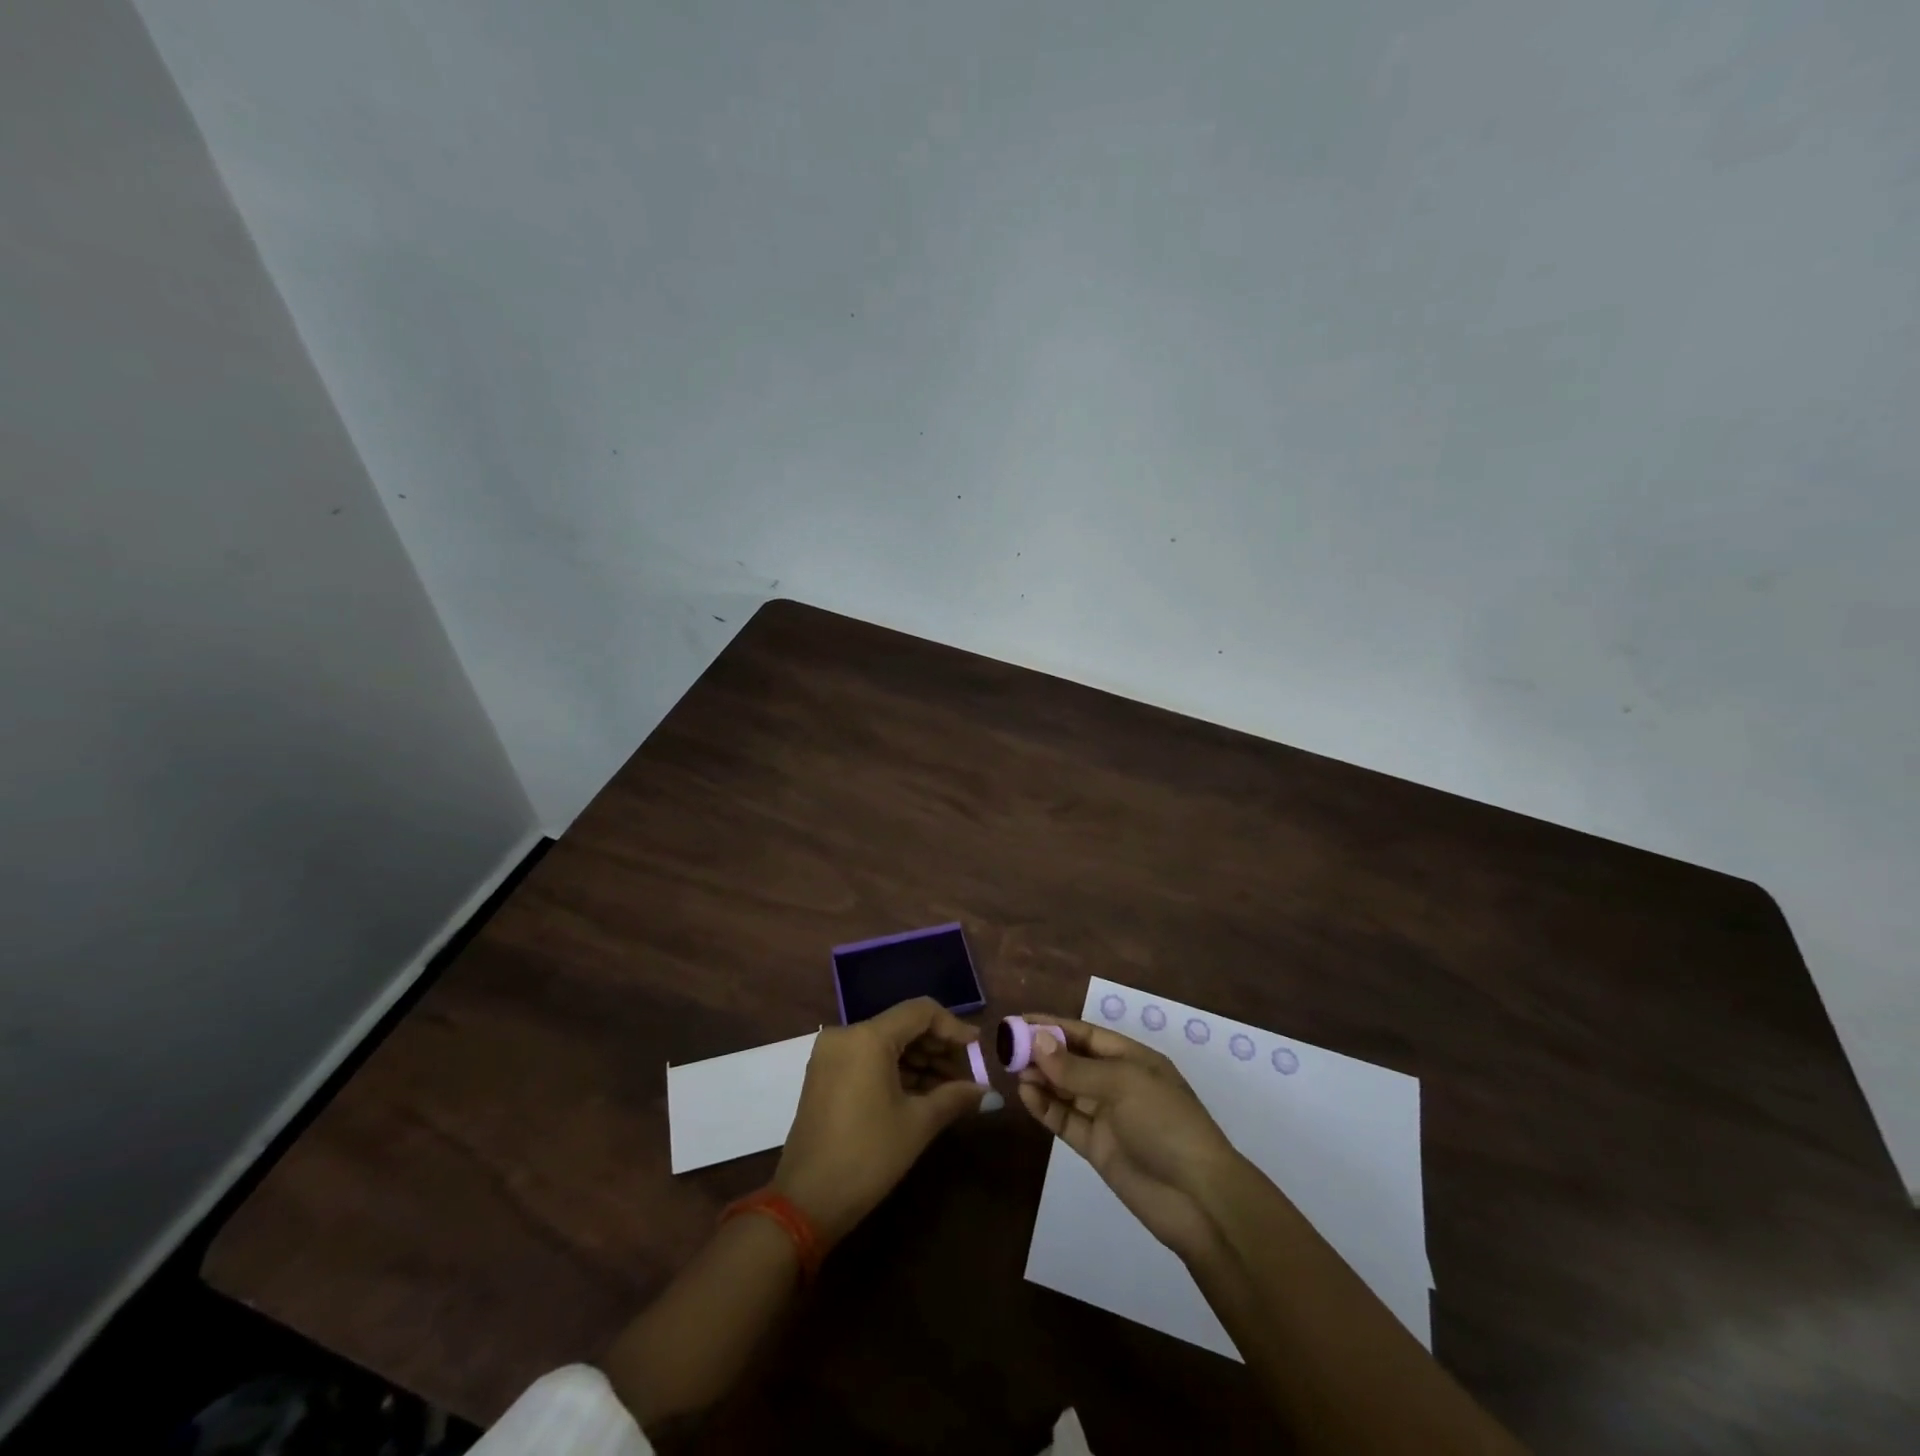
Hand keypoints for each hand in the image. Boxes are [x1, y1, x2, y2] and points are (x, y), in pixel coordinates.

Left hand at [772, 998, 986, 1246]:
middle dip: (937, 1047)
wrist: (806, 1202)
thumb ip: (955, 1097)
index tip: (977, 1048)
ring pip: (886, 1042)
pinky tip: (920, 1092)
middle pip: (903, 1025)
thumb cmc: (868, 1156)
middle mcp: (846, 1034)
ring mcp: (831, 1054)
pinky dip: (895, 1070)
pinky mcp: (824, 1074)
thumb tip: (988, 1092)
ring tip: (949, 1088)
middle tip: (966, 1074)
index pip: (921, 1011)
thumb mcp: (918, 1124)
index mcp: (868, 1037)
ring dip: (919, 1060)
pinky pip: (867, 1058)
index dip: (953, 1027)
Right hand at [1016, 1016, 1239, 1259]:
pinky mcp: (1097, 1147)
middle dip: (1042, 1052)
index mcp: (1133, 1059)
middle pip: (1073, 1061)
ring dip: (1041, 1078)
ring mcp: (1107, 1117)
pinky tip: (1025, 1095)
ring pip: (1066, 1090)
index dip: (1054, 1026)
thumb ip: (1076, 1067)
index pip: (1086, 1035)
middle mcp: (1118, 1083)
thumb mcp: (1122, 1084)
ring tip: (1012, 1070)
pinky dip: (1045, 1107)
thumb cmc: (1165, 1124)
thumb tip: (1037, 1040)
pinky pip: (1066, 1119)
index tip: (1019, 1021)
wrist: (1198, 1198)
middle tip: (1006, 1047)